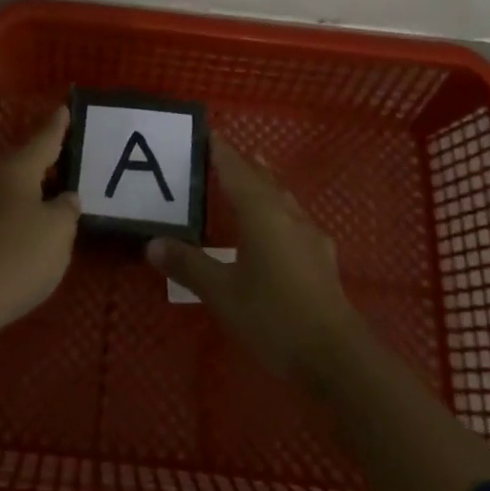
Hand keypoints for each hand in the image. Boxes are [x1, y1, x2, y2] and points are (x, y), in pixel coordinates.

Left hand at [0, 107, 80, 341]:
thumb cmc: (17, 256)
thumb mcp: (58, 230)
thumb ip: (67, 209)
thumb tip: (65, 199)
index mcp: (17, 170)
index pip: (44, 139)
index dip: (58, 125)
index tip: (67, 106)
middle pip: (27, 160)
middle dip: (49, 155)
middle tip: (74, 147)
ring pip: (18, 187)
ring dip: (40, 185)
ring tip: (64, 185)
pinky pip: (11, 211)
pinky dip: (29, 210)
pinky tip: (43, 223)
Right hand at [147, 138, 363, 381]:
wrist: (336, 357)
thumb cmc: (274, 318)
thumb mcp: (222, 294)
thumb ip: (189, 266)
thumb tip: (153, 244)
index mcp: (261, 213)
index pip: (236, 171)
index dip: (221, 152)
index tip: (208, 133)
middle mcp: (287, 215)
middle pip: (262, 179)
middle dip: (243, 164)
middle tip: (224, 151)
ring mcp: (309, 235)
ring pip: (282, 197)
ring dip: (265, 183)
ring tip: (255, 171)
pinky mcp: (321, 258)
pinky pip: (294, 218)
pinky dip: (279, 209)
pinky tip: (281, 225)